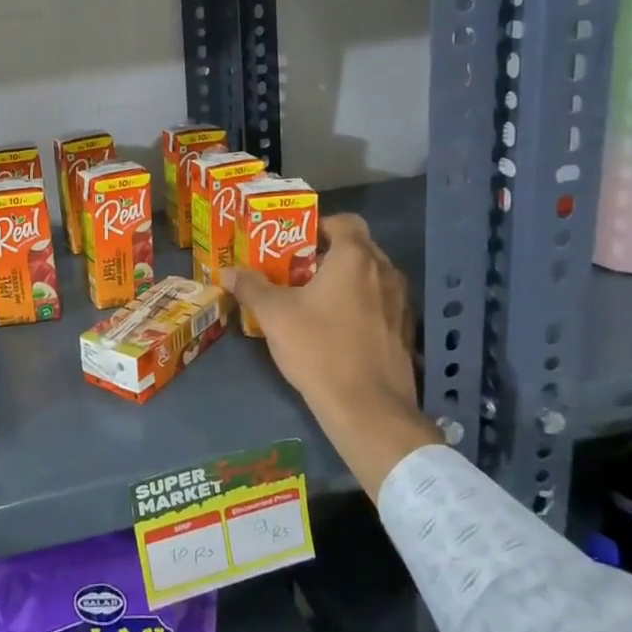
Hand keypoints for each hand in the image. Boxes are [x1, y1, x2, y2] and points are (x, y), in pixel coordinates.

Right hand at [223, 214, 441, 497]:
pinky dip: (360, 306)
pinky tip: (337, 329)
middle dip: (327, 256)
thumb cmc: (319, 348)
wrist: (368, 409)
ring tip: (314, 300)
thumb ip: (251, 287)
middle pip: (357, 249)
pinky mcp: (405, 332)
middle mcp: (385, 273)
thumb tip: (227, 271)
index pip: (345, 222)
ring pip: (370, 278)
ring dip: (345, 282)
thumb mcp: (274, 315)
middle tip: (296, 272)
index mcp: (355, 258)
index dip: (320, 226)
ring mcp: (401, 303)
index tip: (295, 243)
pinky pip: (380, 304)